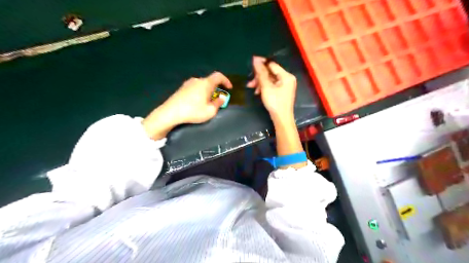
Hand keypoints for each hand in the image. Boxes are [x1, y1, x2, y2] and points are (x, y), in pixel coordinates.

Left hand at [142, 72, 230, 139]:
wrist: (170, 113)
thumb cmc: (193, 111)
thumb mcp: (210, 111)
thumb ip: (218, 103)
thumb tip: (221, 97)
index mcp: (205, 83)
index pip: (219, 76)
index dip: (226, 80)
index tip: (229, 88)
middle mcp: (197, 80)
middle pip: (210, 81)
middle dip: (216, 88)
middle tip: (218, 98)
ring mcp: (187, 84)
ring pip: (202, 85)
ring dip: (207, 91)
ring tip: (208, 102)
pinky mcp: (181, 89)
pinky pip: (194, 88)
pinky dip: (200, 93)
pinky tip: (197, 103)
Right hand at [246, 57, 295, 120]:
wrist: (281, 119)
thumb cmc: (275, 102)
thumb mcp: (266, 87)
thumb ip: (261, 73)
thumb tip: (255, 59)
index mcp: (286, 76)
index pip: (272, 64)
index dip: (262, 63)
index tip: (251, 62)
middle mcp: (287, 79)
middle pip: (271, 72)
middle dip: (259, 76)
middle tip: (250, 82)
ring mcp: (285, 85)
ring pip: (270, 79)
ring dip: (260, 82)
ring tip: (251, 87)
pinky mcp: (282, 91)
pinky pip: (272, 85)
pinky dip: (264, 87)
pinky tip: (257, 92)